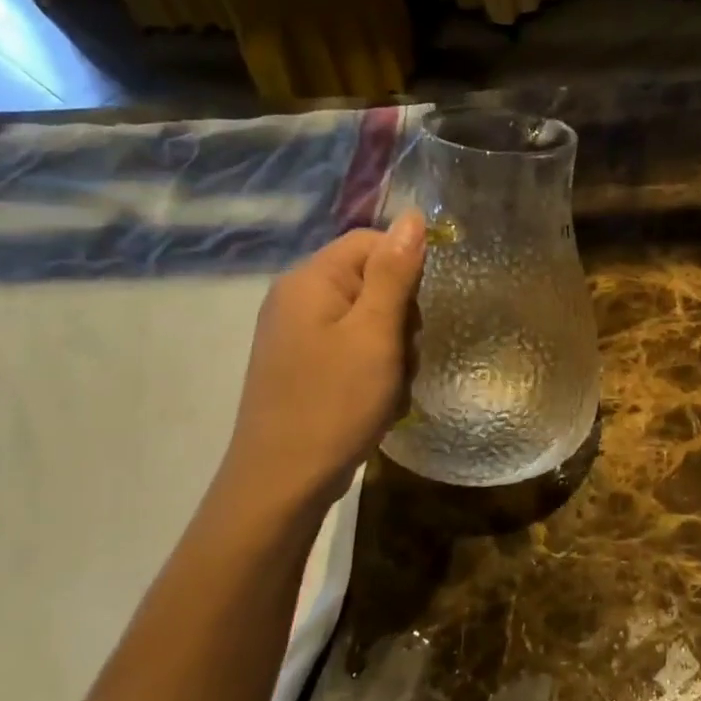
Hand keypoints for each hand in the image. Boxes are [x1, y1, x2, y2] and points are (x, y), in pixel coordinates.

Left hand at [213, 210, 425, 514]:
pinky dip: (373, 370)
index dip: (406, 269)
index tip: (418, 314)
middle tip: (403, 357)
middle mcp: (296, 298)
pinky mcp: (301, 365)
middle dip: (400, 317)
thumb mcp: (375, 334)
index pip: (371, 242)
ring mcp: (296, 335)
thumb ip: (395, 273)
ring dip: (391, 349)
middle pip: (371, 280)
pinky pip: (351, 348)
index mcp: (310, 280)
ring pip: (367, 320)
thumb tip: (412, 217)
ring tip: (391, 387)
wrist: (281, 483)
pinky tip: (378, 401)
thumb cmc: (334, 402)